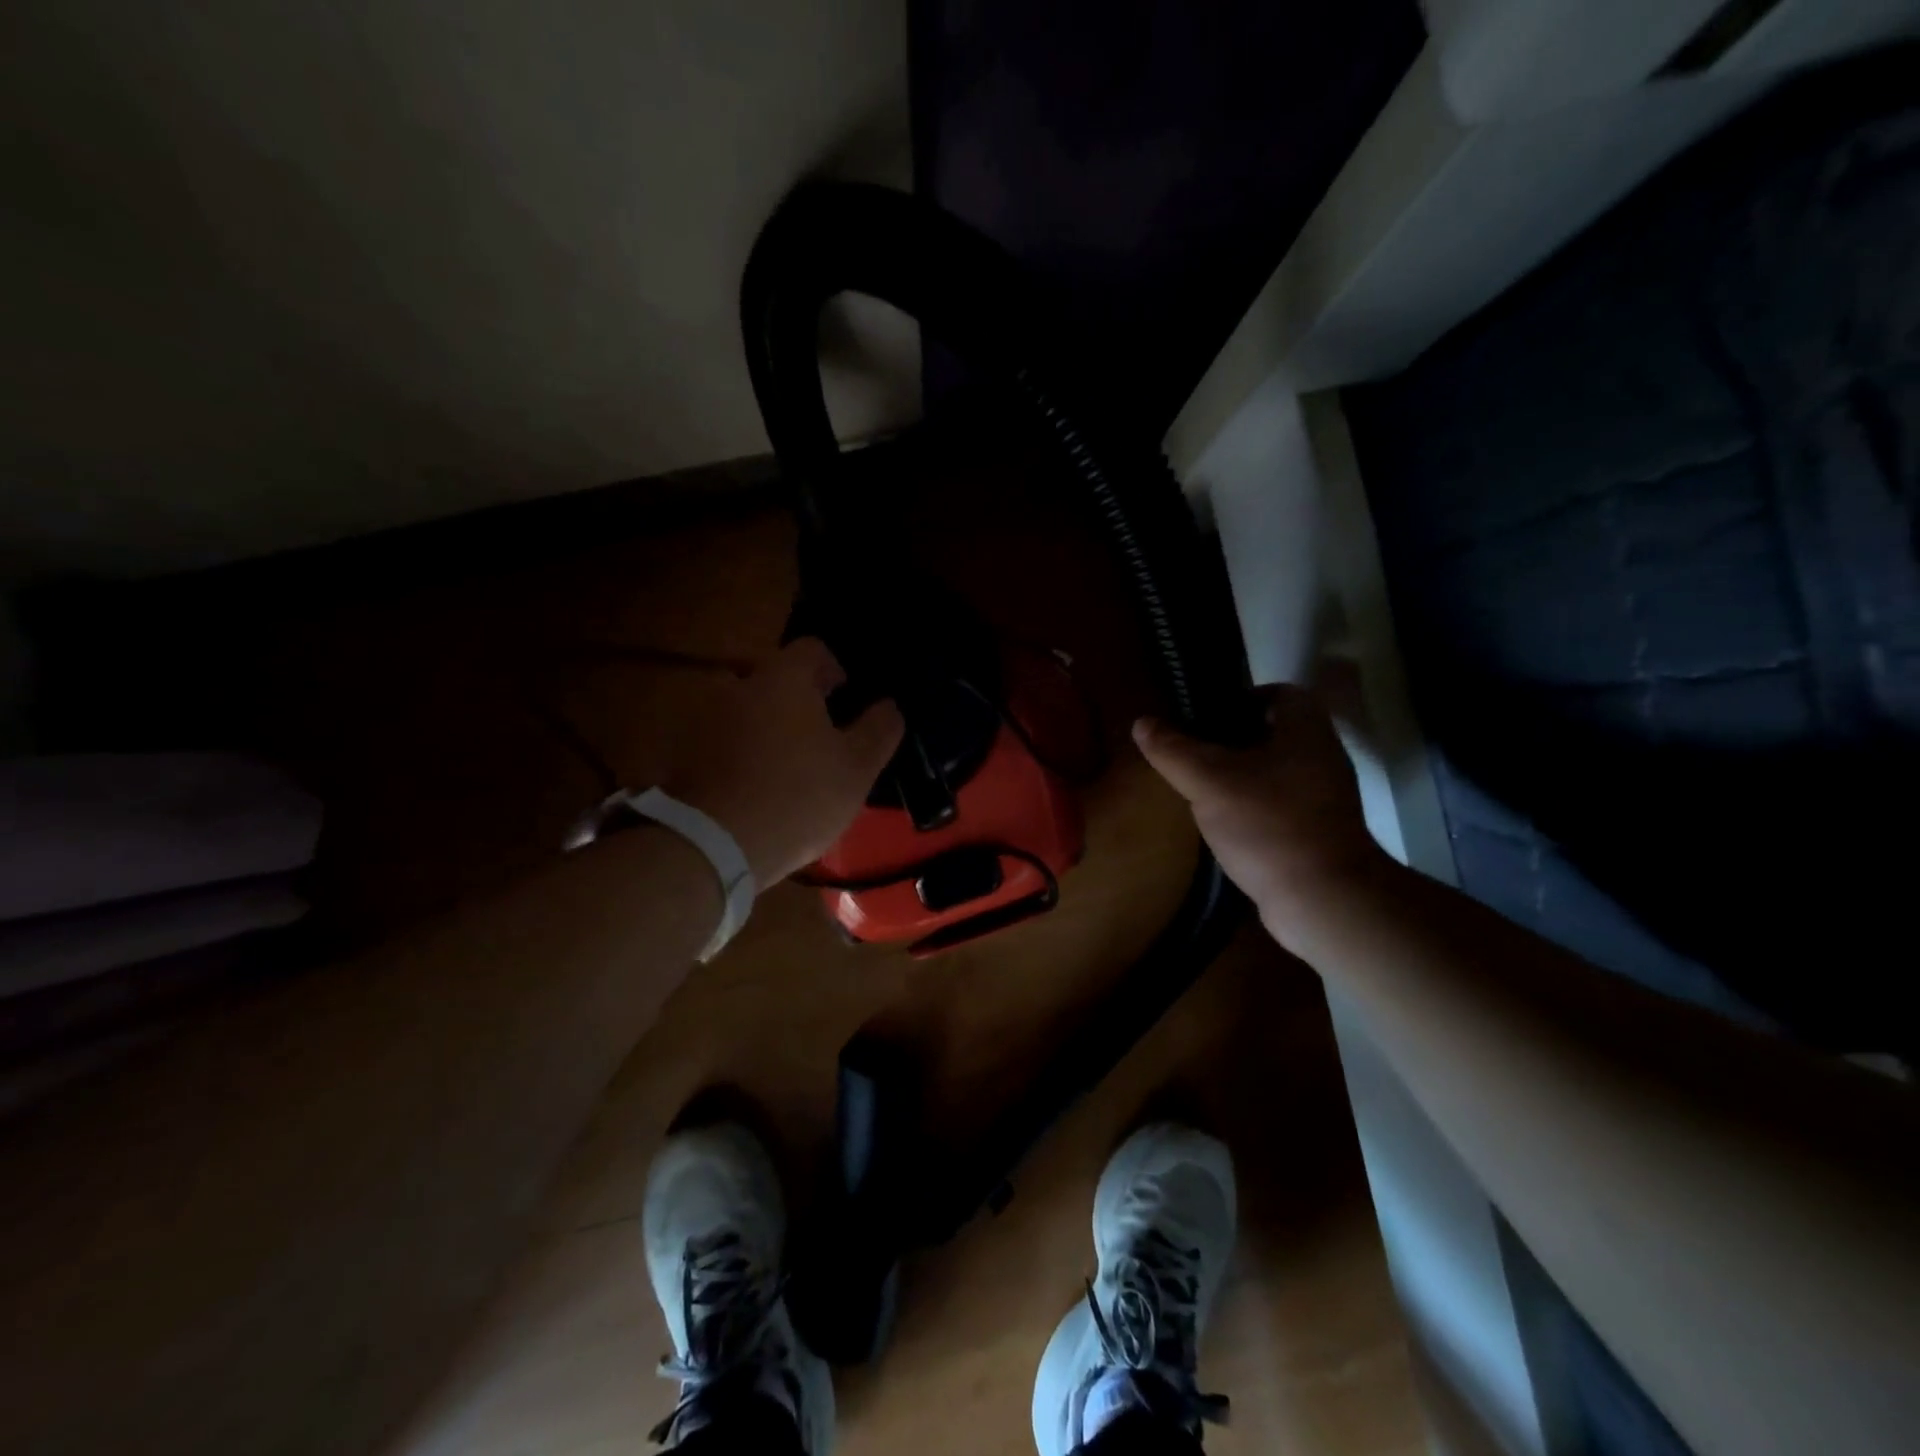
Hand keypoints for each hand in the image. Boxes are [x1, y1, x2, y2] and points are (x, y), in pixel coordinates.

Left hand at [657, 638, 903, 885]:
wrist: (711, 845)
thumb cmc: (797, 797)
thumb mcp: (857, 769)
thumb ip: (879, 729)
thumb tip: (889, 706)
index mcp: (784, 678)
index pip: (813, 649)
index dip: (836, 671)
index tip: (846, 703)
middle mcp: (739, 684)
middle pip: (776, 679)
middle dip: (799, 702)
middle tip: (820, 741)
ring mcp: (705, 717)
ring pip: (747, 709)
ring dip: (767, 727)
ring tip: (785, 768)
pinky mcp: (683, 751)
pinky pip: (722, 739)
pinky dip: (740, 752)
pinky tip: (754, 787)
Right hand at [1133, 683, 1390, 944]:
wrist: (1323, 900)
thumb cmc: (1268, 825)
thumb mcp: (1209, 782)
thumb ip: (1173, 750)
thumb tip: (1141, 723)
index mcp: (1306, 731)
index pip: (1280, 693)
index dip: (1241, 699)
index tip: (1206, 718)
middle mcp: (1323, 758)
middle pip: (1275, 733)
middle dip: (1234, 741)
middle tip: (1195, 754)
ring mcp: (1326, 798)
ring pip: (1277, 772)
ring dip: (1243, 777)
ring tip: (1203, 789)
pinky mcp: (1321, 833)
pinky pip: (1282, 806)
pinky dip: (1255, 808)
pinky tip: (1226, 826)